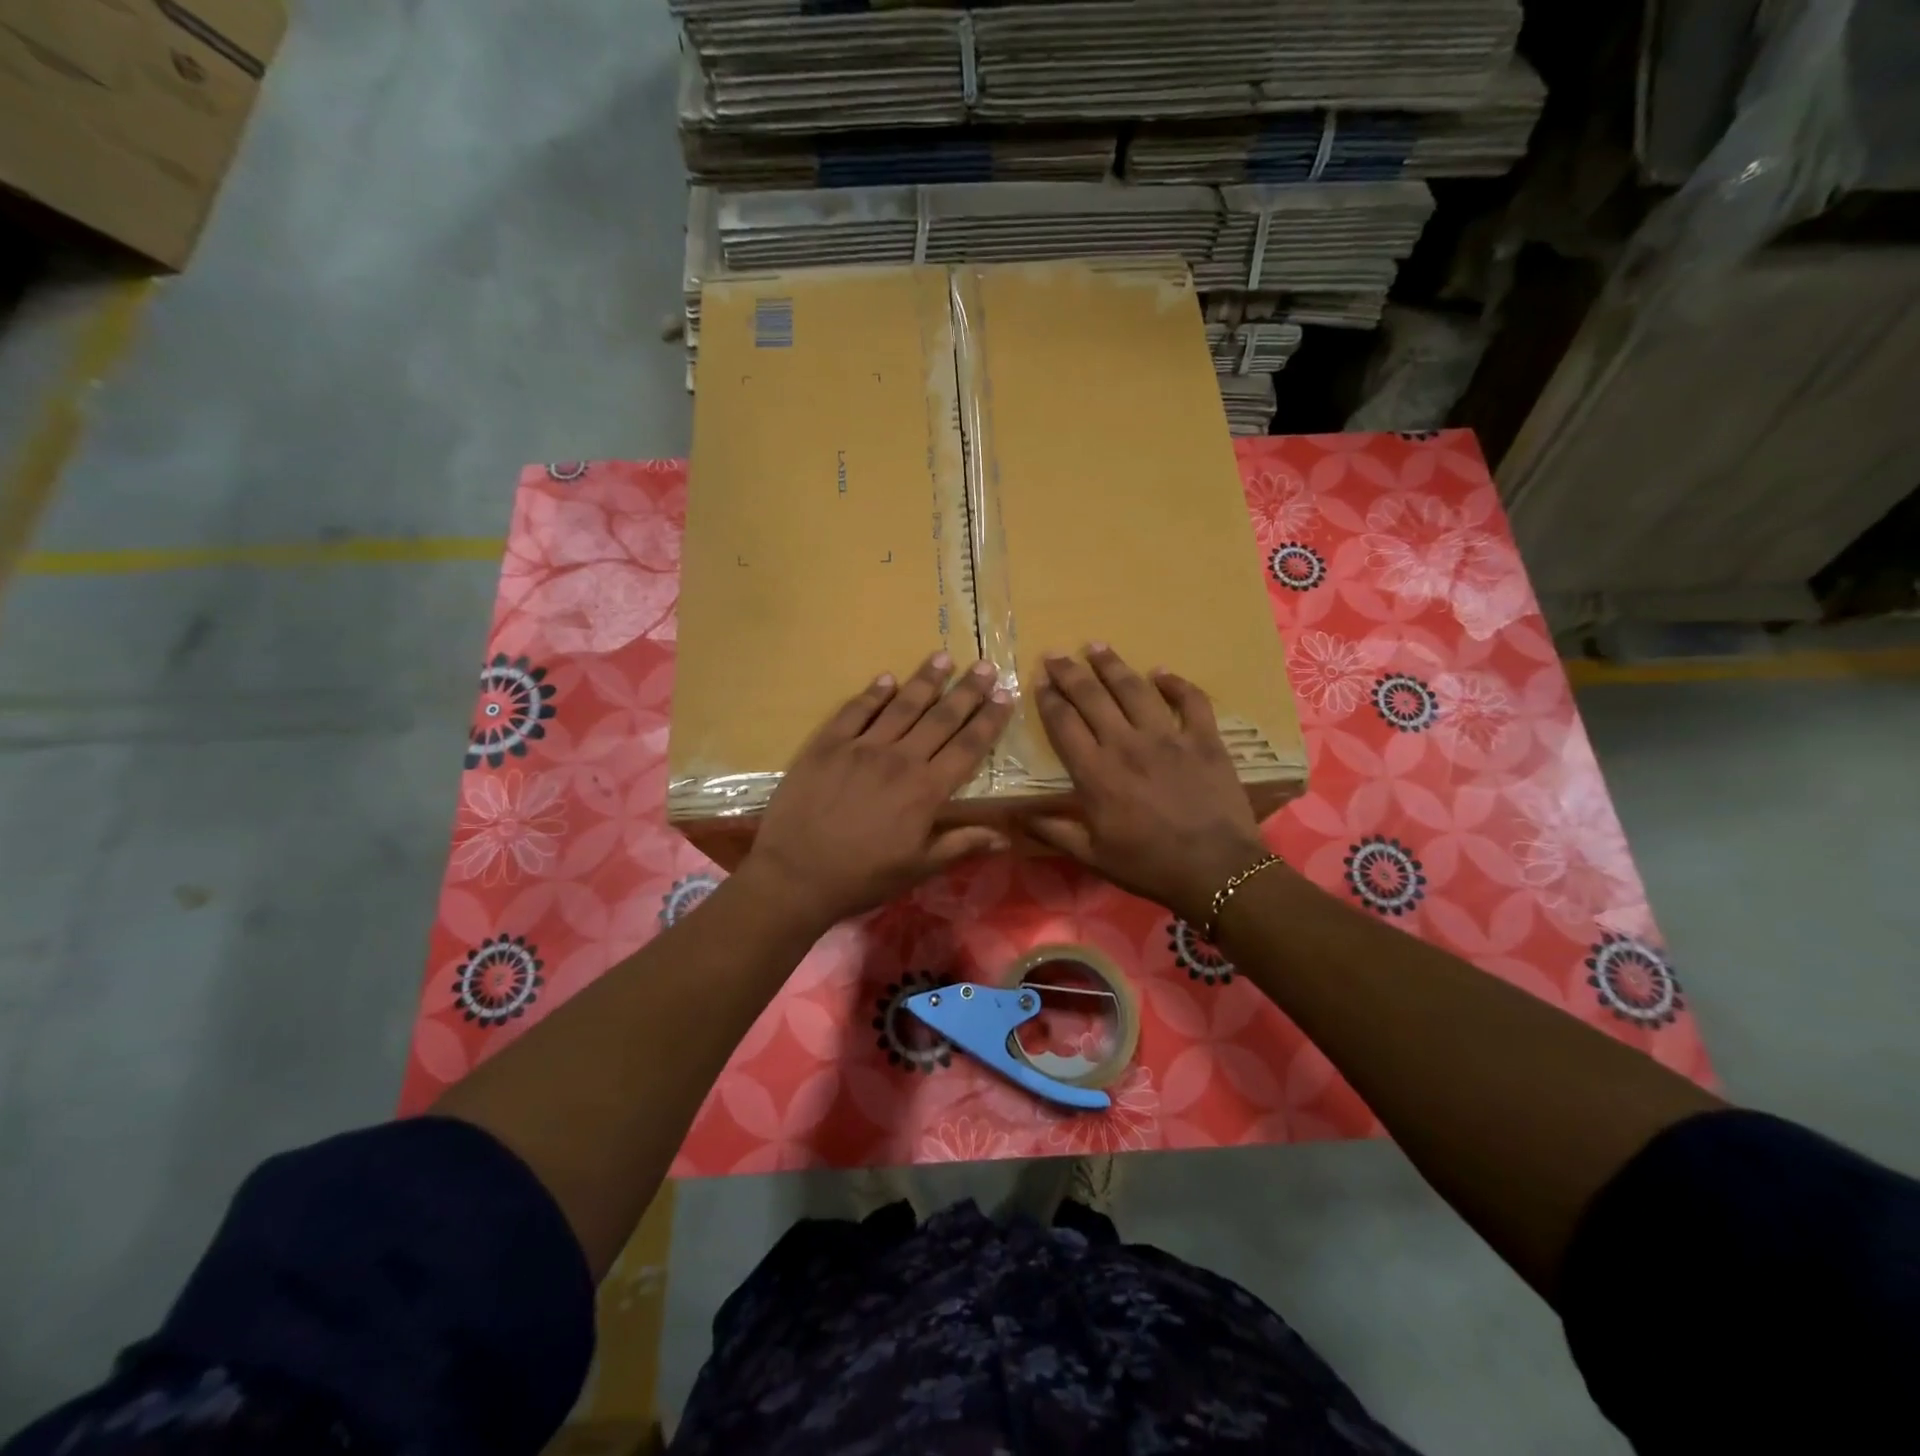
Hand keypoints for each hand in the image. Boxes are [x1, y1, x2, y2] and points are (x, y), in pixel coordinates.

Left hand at [741, 651, 1014, 931]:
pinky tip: (886, 678)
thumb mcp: (918, 869)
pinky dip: (873, 693)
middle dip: (967, 691)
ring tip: (943, 657)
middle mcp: (899, 759)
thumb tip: (1005, 835)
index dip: (990, 720)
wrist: (795, 876)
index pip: (968, 746)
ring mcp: (861, 748)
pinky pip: (855, 711)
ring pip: (901, 706)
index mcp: (926, 790)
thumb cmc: (862, 877)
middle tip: (985, 666)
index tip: (1006, 696)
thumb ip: (961, 845)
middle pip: (941, 718)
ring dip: (925, 680)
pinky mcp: (827, 745)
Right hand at [1025, 645, 1269, 926]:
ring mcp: (1168, 737)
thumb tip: (1016, 818)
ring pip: (1134, 689)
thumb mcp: (1093, 857)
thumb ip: (1054, 832)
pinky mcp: (1204, 739)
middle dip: (1070, 673)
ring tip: (1096, 647)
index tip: (1040, 681)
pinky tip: (1161, 673)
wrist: (1216, 871)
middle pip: (1092, 697)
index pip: (1064, 724)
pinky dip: (1175, 684)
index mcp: (1096, 773)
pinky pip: (1190, 701)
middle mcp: (1126, 744)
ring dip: (1112, 665)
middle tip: (1056, 654)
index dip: (1049, 699)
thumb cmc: (1149, 866)